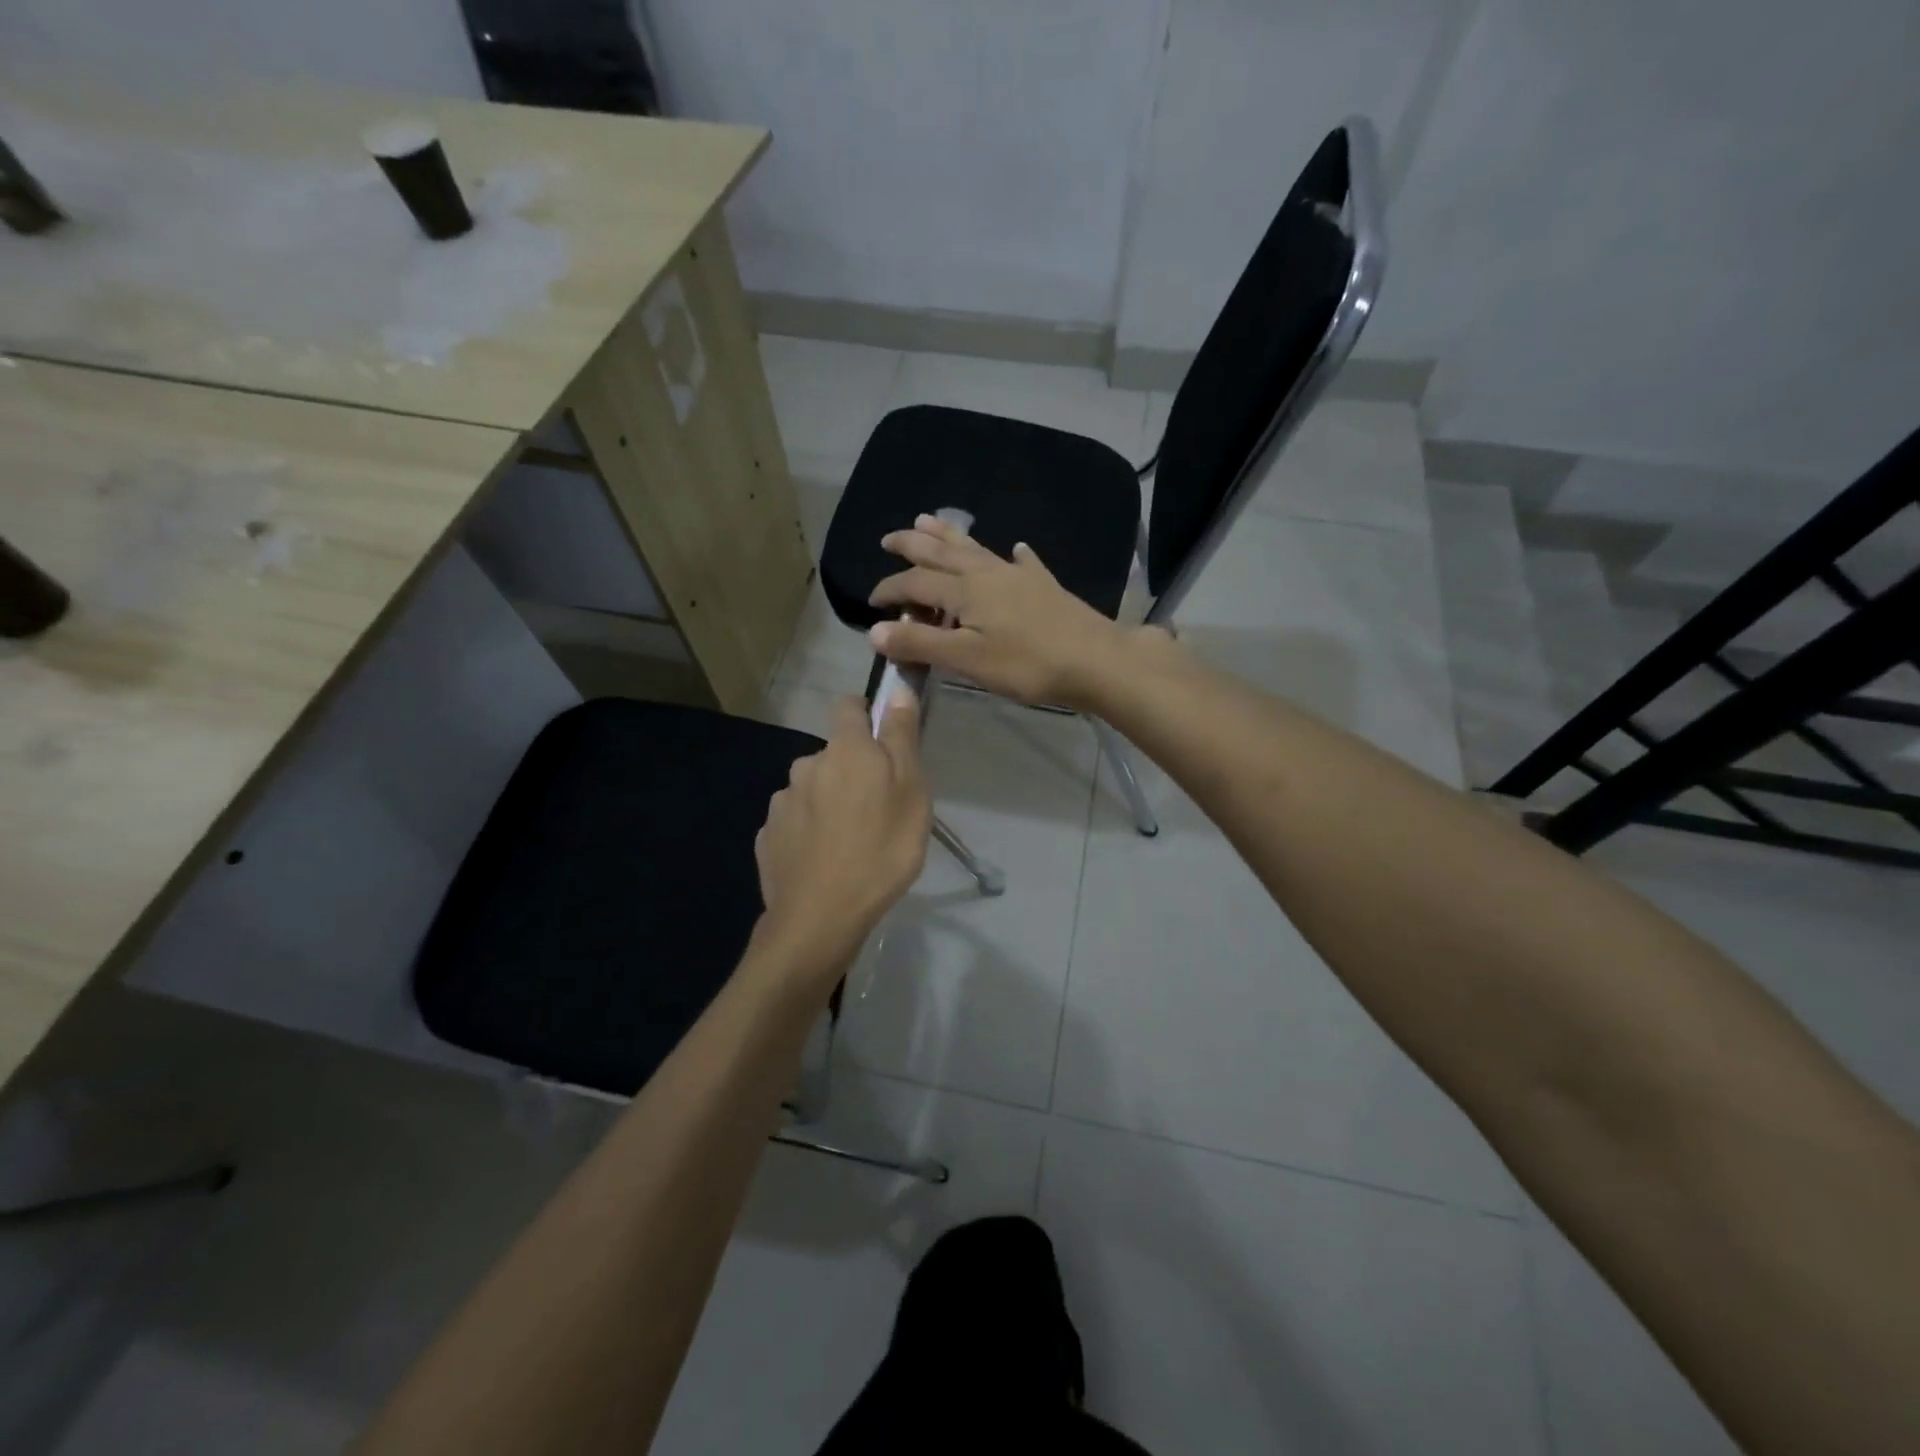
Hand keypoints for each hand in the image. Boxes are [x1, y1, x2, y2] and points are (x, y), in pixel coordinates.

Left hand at [752, 693, 930, 988]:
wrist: (821, 916)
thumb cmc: (881, 850)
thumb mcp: (911, 791)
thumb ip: (901, 737)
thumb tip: (896, 689)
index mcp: (844, 750)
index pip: (848, 705)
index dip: (865, 715)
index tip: (882, 743)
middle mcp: (806, 765)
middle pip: (833, 754)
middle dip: (851, 770)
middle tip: (877, 809)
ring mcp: (782, 801)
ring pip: (812, 788)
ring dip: (828, 801)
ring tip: (849, 841)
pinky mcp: (768, 835)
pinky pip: (794, 821)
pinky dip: (808, 831)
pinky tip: (823, 860)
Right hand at [867, 514, 1137, 708]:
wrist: (1095, 660)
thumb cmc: (1027, 664)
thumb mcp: (967, 660)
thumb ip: (920, 644)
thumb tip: (874, 631)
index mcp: (965, 591)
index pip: (916, 583)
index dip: (890, 589)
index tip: (871, 602)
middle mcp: (987, 573)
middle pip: (942, 553)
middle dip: (912, 544)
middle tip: (889, 538)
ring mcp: (1018, 575)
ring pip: (975, 548)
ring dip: (949, 534)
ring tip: (928, 519)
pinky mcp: (1044, 586)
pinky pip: (1023, 562)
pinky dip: (1013, 555)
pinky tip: (1017, 549)